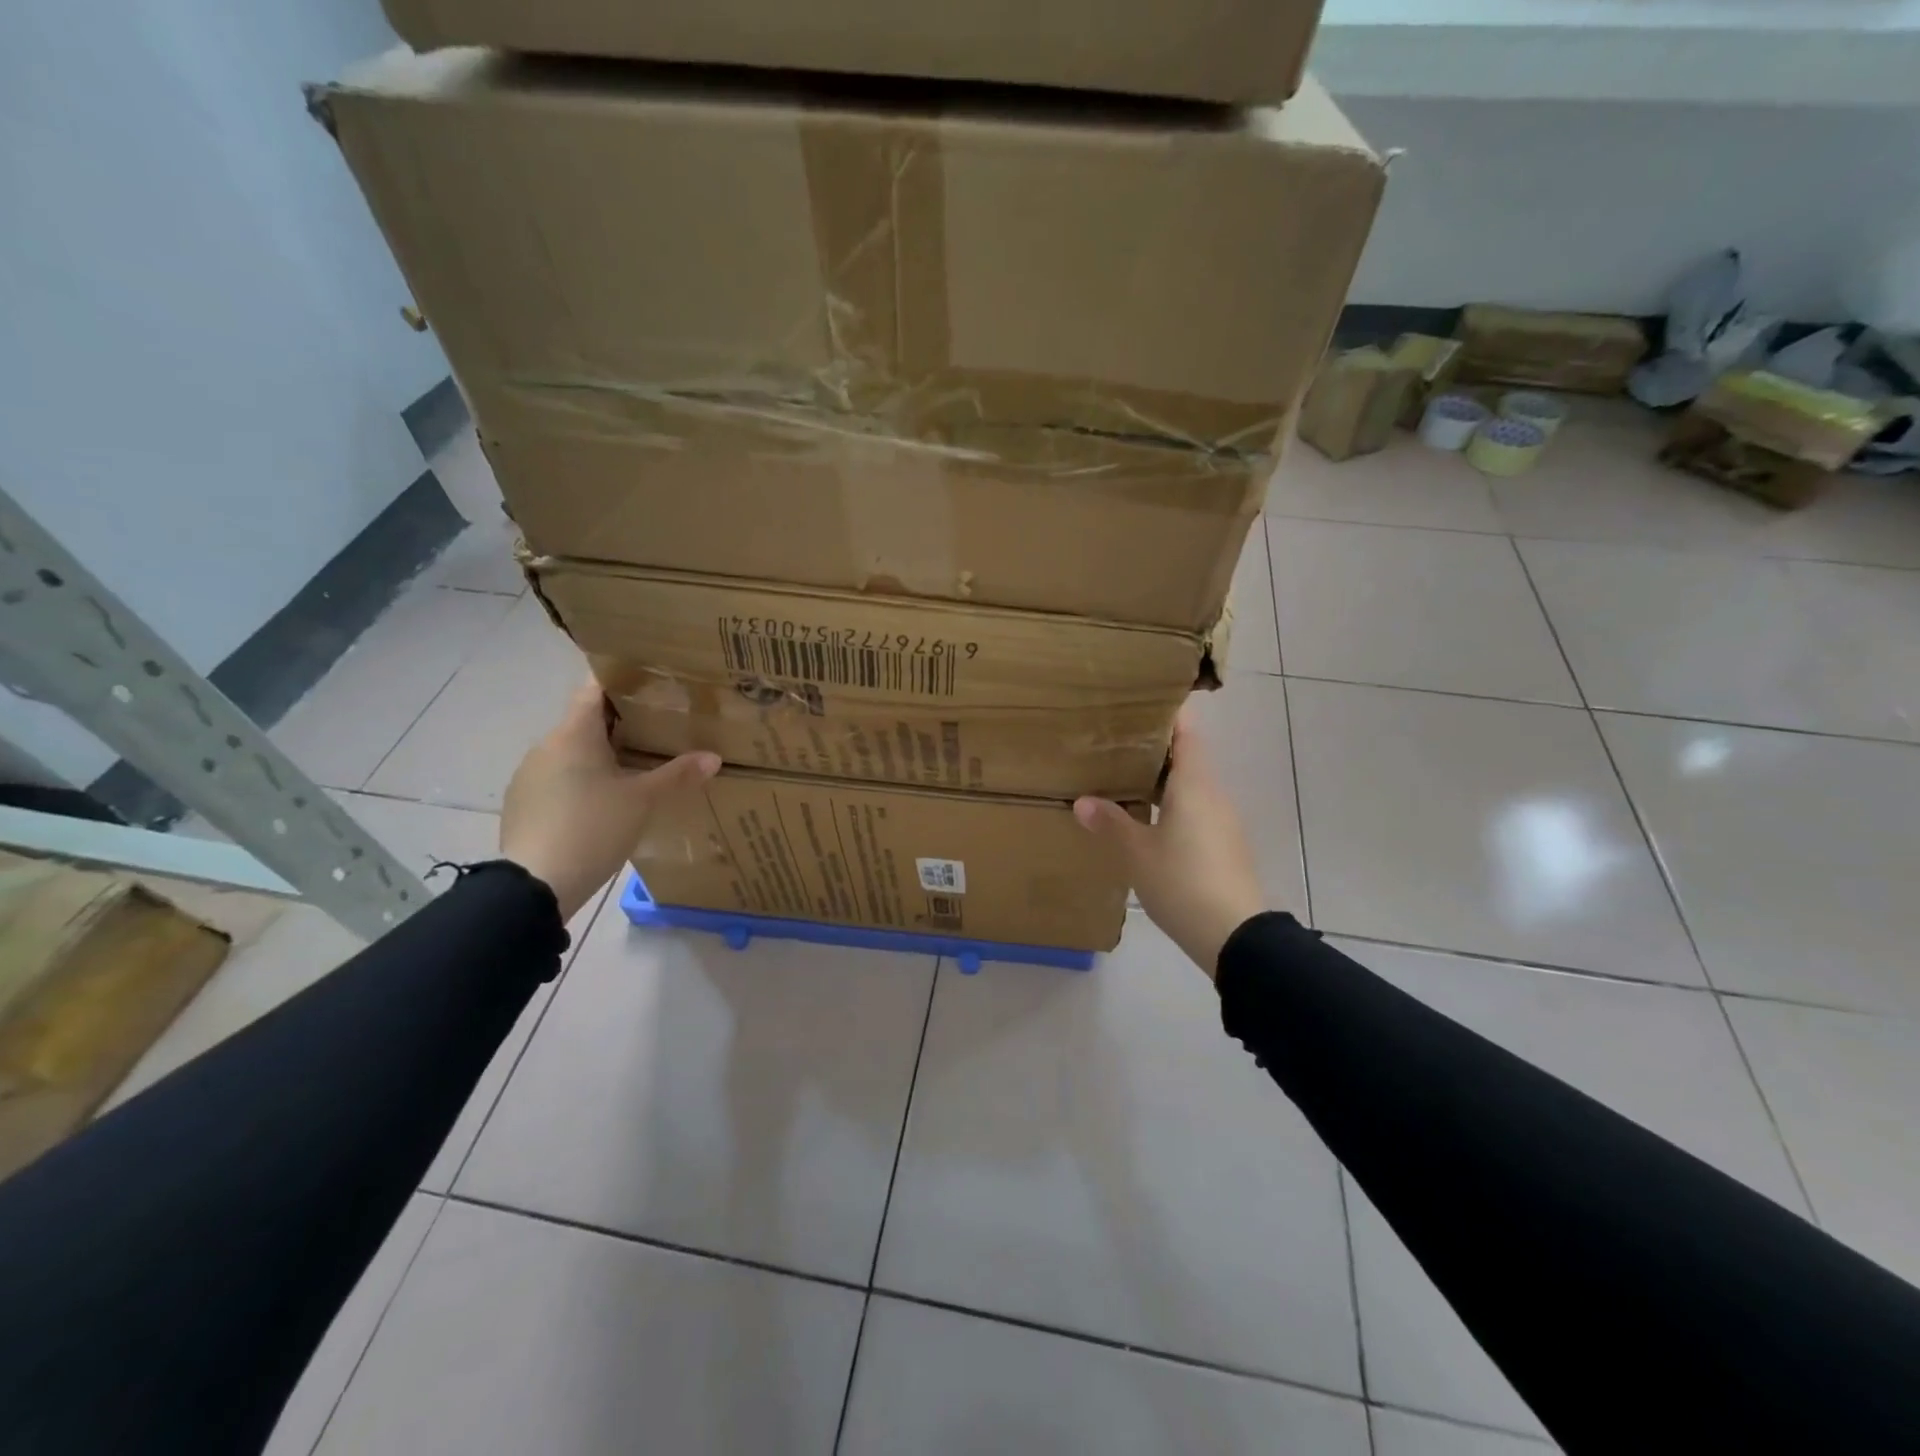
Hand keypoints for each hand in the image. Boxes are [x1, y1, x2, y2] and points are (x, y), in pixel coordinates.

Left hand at [500, 682, 720, 921]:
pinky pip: (559, 780)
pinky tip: (605, 803)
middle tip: (660, 731)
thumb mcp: (643, 801)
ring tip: (637, 769)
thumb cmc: (592, 828)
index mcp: (573, 734)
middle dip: (621, 724)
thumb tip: (714, 757)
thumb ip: (678, 775)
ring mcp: (530, 776)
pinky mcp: (523, 804)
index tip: (652, 685)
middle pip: (586, 721)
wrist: (535, 887)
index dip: (622, 682)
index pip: (594, 689)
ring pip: (572, 753)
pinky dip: (583, 782)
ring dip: (601, 756)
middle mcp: (546, 746)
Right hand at [1074, 708, 1265, 976]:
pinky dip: (1171, 806)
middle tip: (1115, 742)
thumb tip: (1083, 801)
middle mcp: (1213, 794)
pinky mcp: (1224, 846)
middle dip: (1154, 749)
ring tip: (1123, 779)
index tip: (1139, 704)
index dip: (1167, 714)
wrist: (1235, 935)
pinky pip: (1195, 811)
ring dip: (1162, 780)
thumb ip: (1110, 823)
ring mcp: (1222, 821)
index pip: (1186, 733)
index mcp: (1194, 785)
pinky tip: (1146, 820)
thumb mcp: (1137, 853)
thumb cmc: (1183, 882)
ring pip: (1190, 787)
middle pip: (1187, 758)